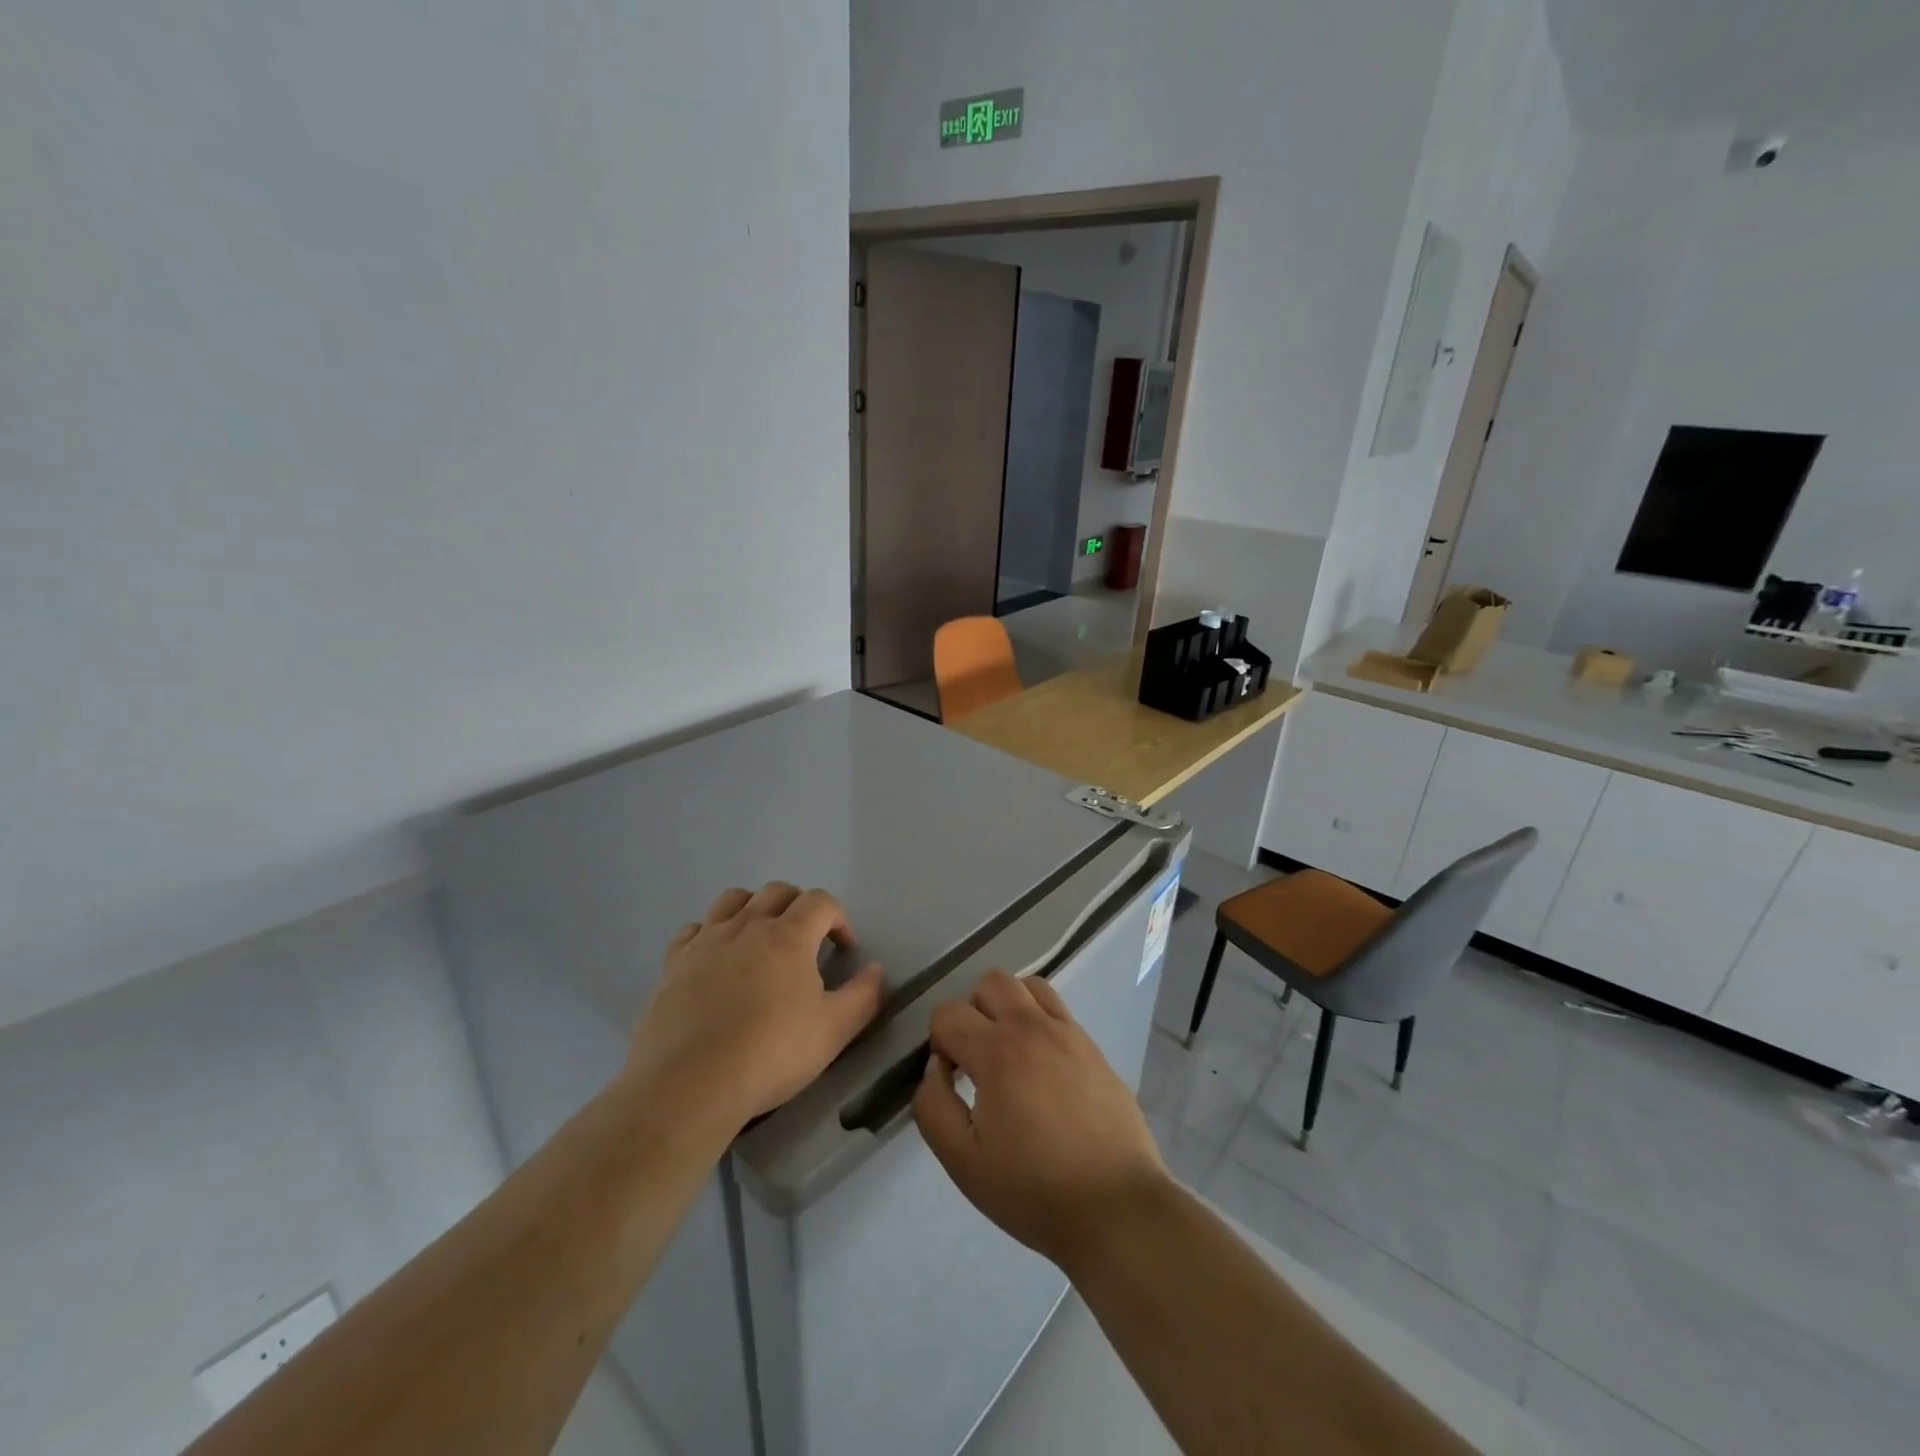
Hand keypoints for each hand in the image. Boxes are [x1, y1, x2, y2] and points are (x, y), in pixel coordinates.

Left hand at [626, 883, 885, 1136]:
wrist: (690, 1085)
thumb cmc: (770, 1054)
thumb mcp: (834, 1031)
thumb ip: (864, 996)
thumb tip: (877, 970)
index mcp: (789, 936)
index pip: (821, 901)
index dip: (838, 918)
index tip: (844, 948)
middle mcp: (747, 926)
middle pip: (777, 891)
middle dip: (799, 906)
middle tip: (806, 940)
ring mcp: (706, 941)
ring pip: (733, 899)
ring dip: (754, 907)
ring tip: (761, 938)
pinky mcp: (674, 963)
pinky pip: (694, 929)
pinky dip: (711, 932)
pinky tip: (716, 959)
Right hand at [912, 970, 1169, 1270]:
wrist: (1117, 1208)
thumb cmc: (1033, 1190)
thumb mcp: (963, 1161)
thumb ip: (933, 1106)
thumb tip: (934, 1067)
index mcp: (998, 1052)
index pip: (949, 1013)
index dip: (939, 1043)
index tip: (951, 1080)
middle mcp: (1034, 1027)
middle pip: (991, 982)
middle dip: (972, 1011)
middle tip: (977, 1059)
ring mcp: (1070, 1033)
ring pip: (1029, 986)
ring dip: (1009, 1007)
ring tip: (1009, 1053)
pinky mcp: (1094, 1048)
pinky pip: (1059, 1011)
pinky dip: (1040, 1022)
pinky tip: (1043, 1069)